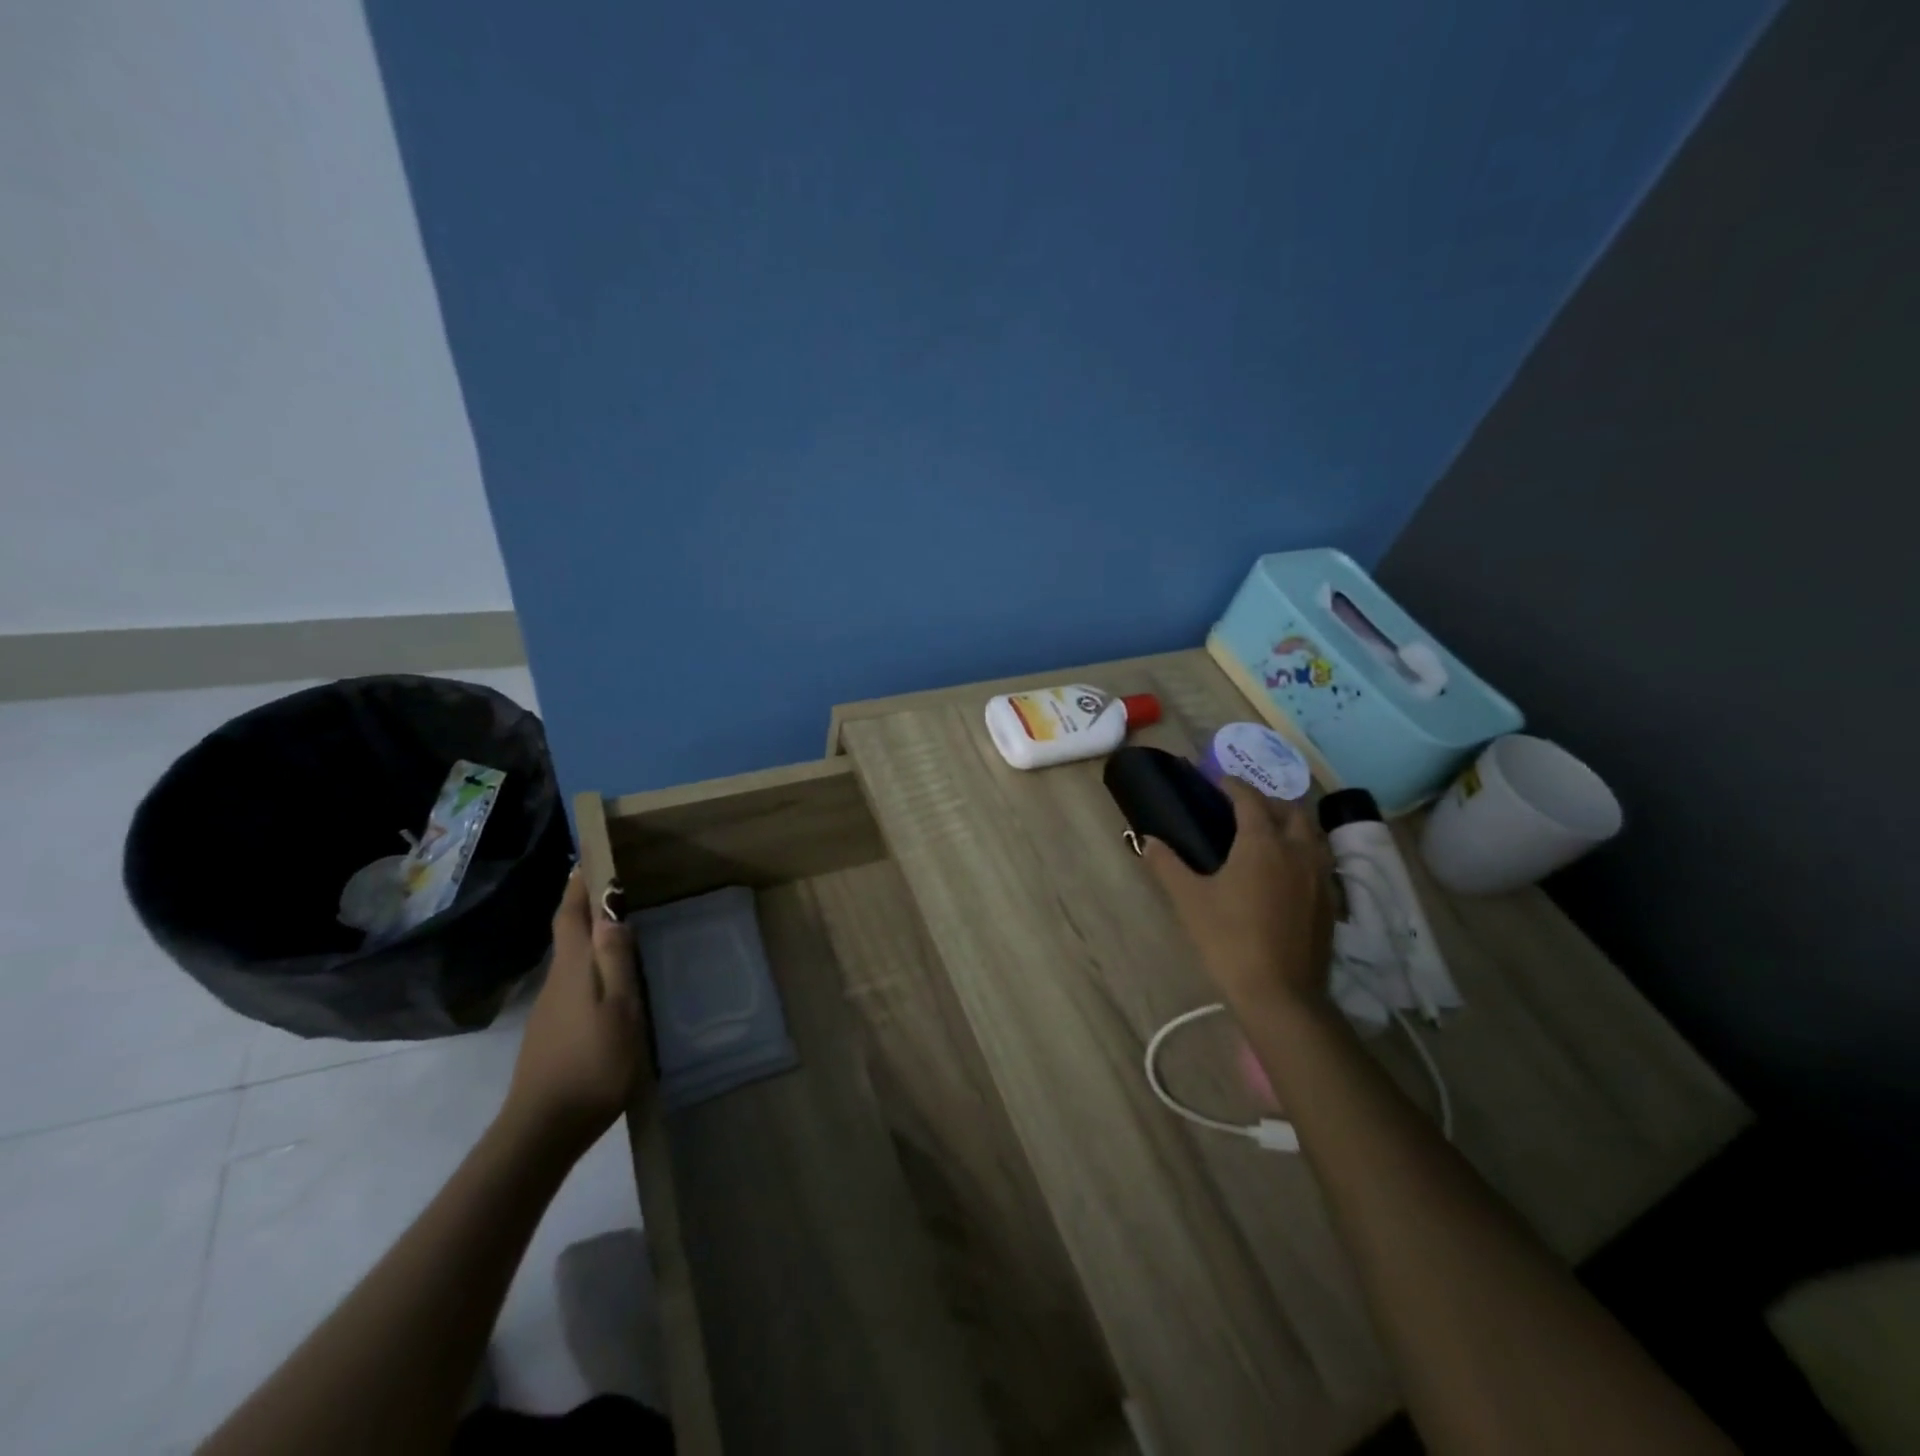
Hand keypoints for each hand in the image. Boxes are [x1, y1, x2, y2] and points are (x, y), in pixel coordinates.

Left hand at [500, 869, 649, 1156]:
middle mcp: (555, 982)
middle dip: (584, 905)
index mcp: (572, 970)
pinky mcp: (550, 1032)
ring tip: (621, 928)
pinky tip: (611, 983)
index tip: (589, 855)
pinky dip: (590, 966)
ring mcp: (549, 1009)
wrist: (543, 1130)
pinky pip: (573, 983)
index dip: (578, 884)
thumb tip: (612, 910)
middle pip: (567, 933)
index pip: (569, 914)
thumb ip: (616, 960)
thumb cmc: (592, 1064)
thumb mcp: (620, 1009)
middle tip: (615, 885)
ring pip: (570, 960)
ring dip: (589, 937)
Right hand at [1145, 776, 1334, 1014]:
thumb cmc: (1229, 940)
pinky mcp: (1330, 903)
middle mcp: (1297, 851)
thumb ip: (1167, 865)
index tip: (1219, 781)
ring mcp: (1320, 877)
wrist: (1280, 994)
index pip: (1250, 800)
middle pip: (1291, 811)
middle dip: (1268, 801)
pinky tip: (1287, 870)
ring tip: (1269, 833)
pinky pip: (1320, 860)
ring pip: (1312, 834)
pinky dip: (1303, 851)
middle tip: (1244, 807)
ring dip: (1292, 824)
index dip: (1234, 786)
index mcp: (1262, 843)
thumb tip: (1148, 840)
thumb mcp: (1189, 900)